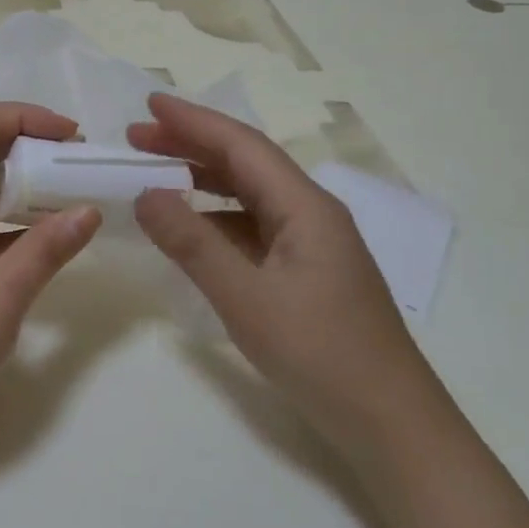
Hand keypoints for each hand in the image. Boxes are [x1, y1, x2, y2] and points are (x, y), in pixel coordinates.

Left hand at [0, 104, 102, 457]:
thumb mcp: (1, 298)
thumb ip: (46, 249)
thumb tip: (88, 210)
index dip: (23, 117)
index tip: (70, 137)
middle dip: (29, 154)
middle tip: (78, 172)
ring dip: (20, 195)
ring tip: (70, 207)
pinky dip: (5, 229)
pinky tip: (40, 249)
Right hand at [128, 93, 446, 469]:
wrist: (391, 424)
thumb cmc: (320, 354)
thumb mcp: (246, 297)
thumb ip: (192, 243)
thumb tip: (144, 195)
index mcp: (305, 207)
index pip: (242, 146)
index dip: (193, 121)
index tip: (148, 103)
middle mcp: (310, 214)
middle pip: (245, 164)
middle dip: (190, 145)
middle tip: (137, 138)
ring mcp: (310, 244)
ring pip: (248, 196)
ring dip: (201, 181)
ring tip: (152, 176)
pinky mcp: (305, 272)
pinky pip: (252, 228)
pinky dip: (215, 219)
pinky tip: (189, 229)